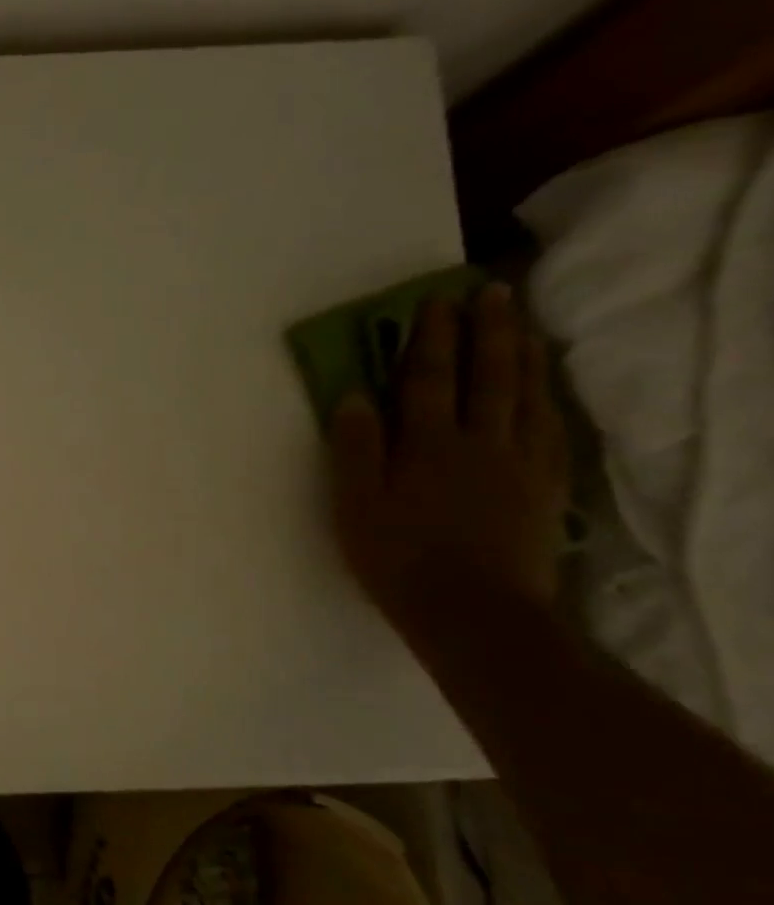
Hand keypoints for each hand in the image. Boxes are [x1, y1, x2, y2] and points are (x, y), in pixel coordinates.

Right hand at [329, 283, 567, 640]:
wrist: (473, 611)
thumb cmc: (396, 557)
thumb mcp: (355, 505)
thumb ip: (355, 448)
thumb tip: (355, 396)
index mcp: (428, 446)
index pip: (428, 380)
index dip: (429, 339)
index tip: (433, 302)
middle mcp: (479, 443)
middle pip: (487, 377)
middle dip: (487, 331)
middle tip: (490, 292)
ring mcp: (519, 464)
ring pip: (526, 397)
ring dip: (523, 355)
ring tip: (522, 325)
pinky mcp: (543, 488)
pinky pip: (550, 431)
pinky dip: (547, 400)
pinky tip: (545, 390)